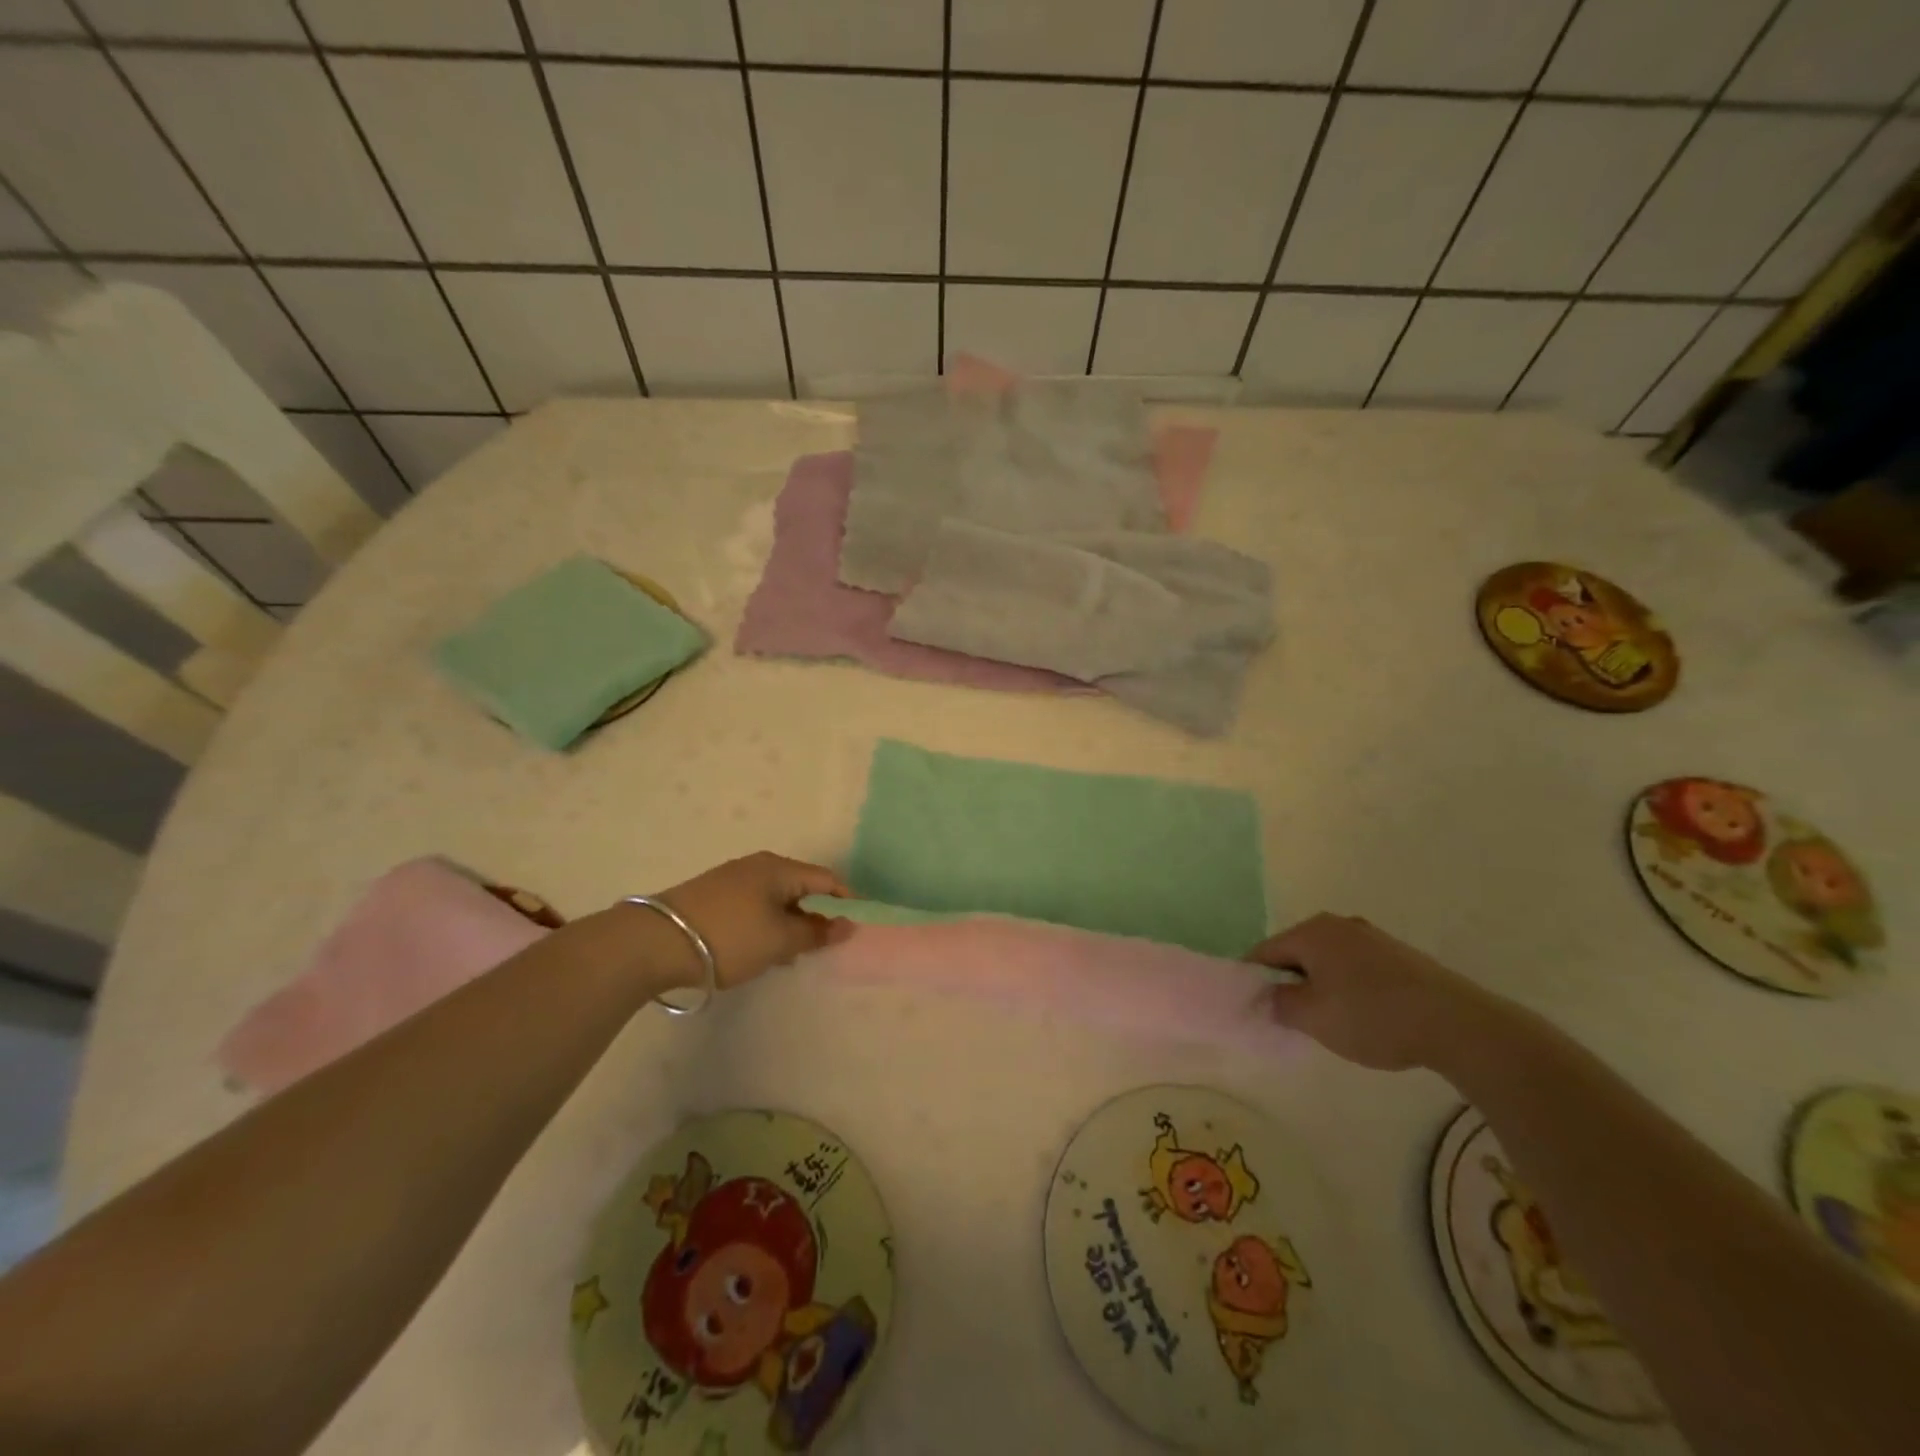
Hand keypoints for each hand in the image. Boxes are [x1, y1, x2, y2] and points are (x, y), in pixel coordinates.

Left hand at [653, 852, 853, 989]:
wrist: (656, 942)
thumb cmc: (730, 937)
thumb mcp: (780, 940)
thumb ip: (816, 934)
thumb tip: (847, 925)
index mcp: (779, 868)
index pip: (826, 879)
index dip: (846, 901)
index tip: (856, 926)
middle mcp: (757, 866)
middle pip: (800, 887)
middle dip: (815, 915)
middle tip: (822, 945)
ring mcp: (732, 879)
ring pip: (775, 899)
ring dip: (789, 923)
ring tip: (790, 954)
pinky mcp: (712, 896)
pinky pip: (754, 906)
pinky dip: (766, 924)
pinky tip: (759, 949)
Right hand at [1244, 913, 1498, 1070]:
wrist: (1456, 1023)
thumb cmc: (1371, 1016)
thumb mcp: (1312, 1017)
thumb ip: (1279, 1004)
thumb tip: (1270, 996)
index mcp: (1311, 932)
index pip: (1265, 952)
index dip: (1256, 980)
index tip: (1258, 1008)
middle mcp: (1338, 924)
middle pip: (1297, 952)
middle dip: (1290, 982)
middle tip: (1293, 1017)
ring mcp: (1372, 937)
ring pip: (1328, 960)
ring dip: (1321, 985)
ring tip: (1331, 1020)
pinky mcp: (1399, 955)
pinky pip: (1356, 967)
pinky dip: (1349, 987)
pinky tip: (1364, 1015)